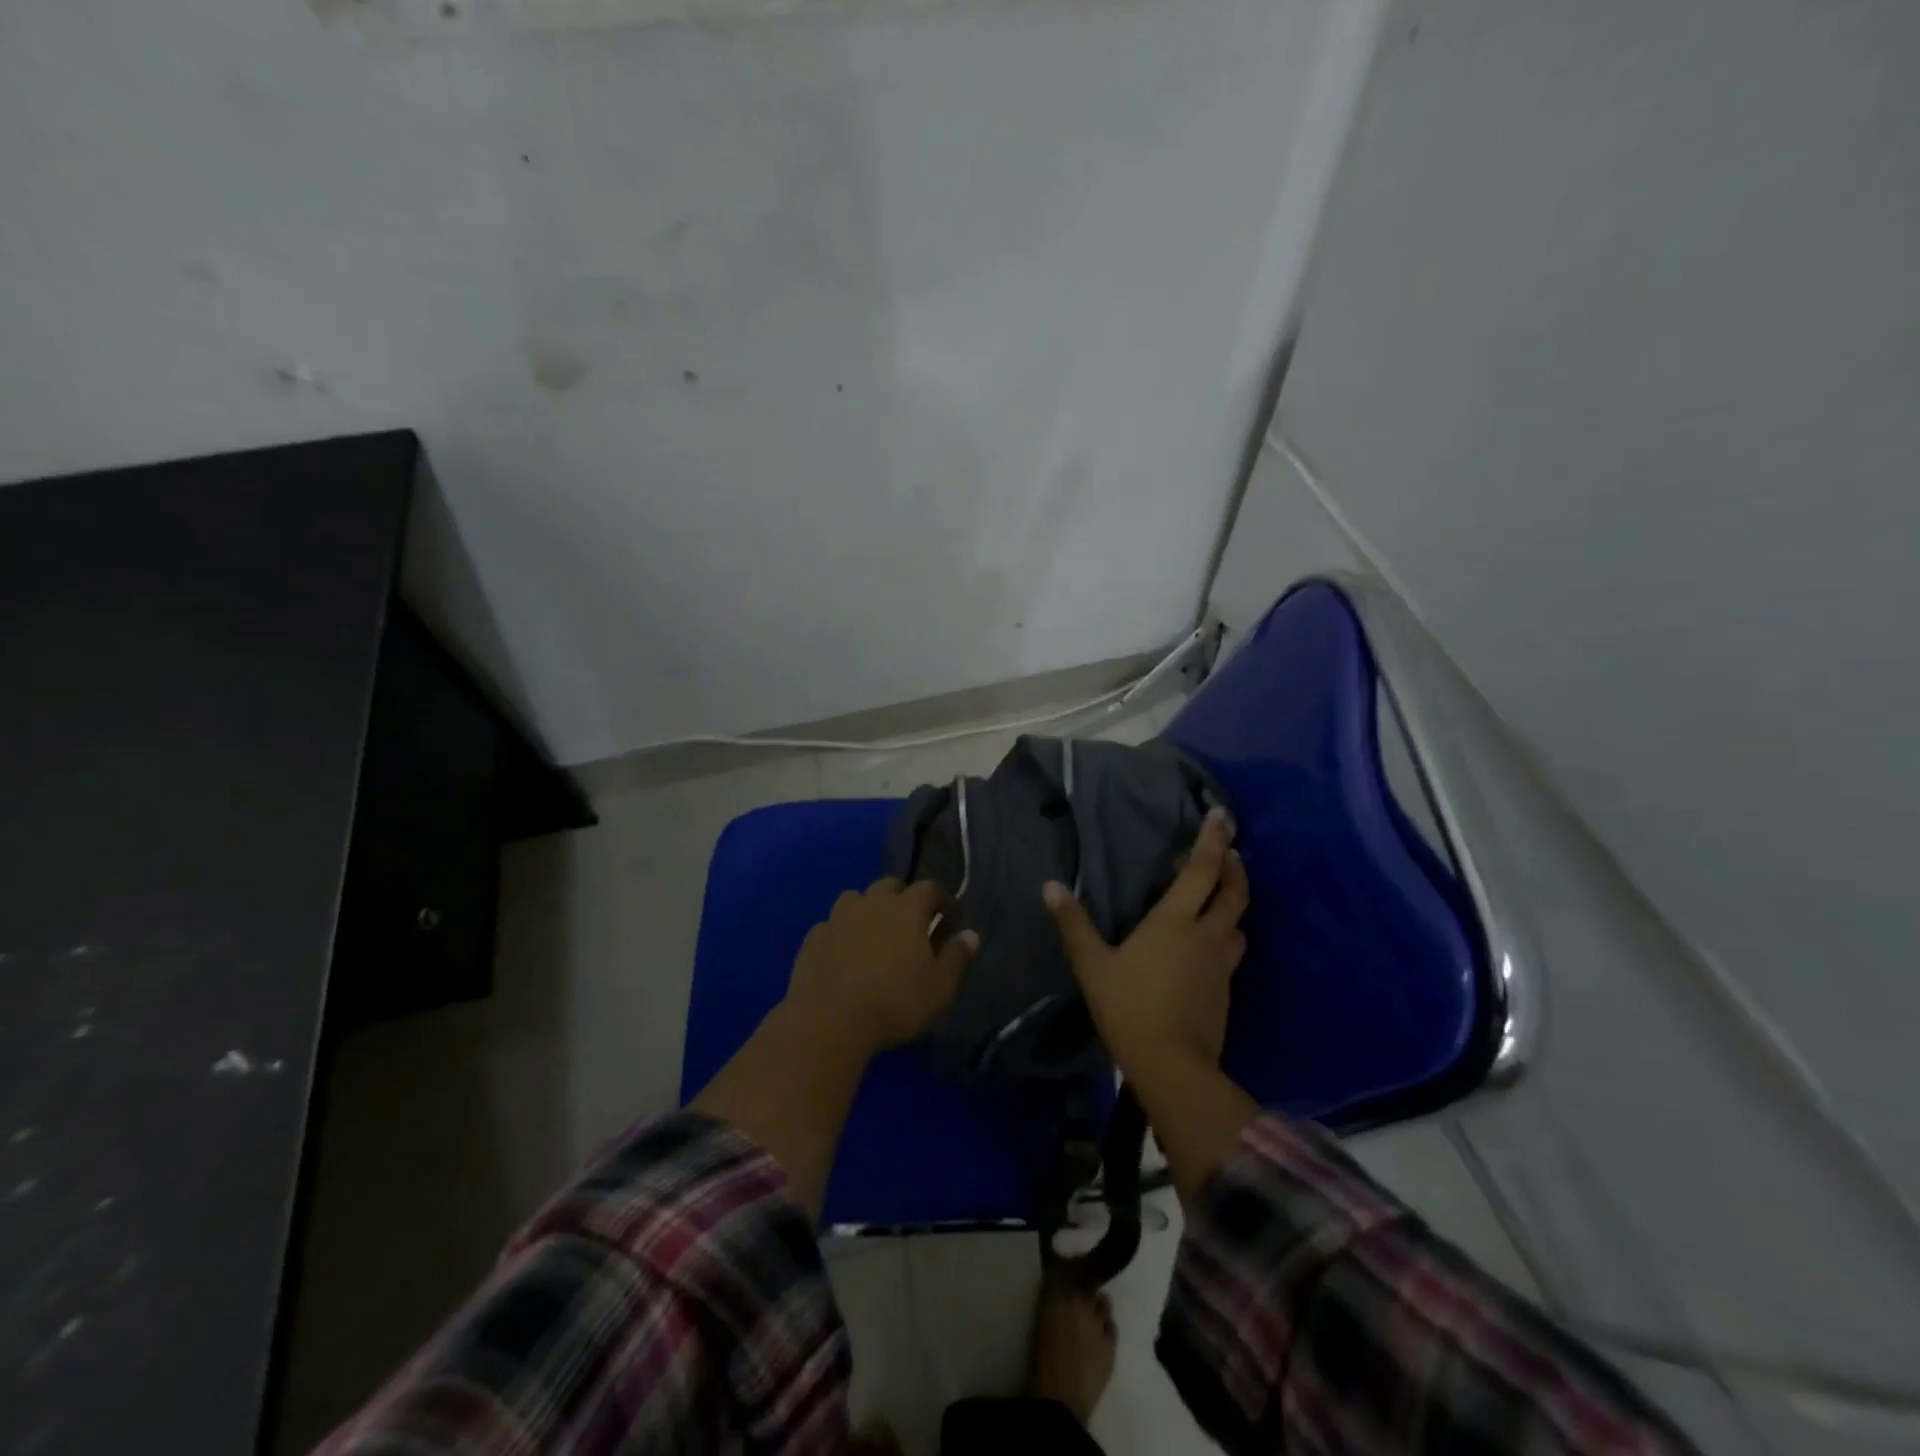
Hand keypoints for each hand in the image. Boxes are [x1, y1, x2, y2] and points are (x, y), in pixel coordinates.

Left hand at [784, 878, 976, 1060]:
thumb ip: (956, 957)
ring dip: (868, 909)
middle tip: (911, 922)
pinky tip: (844, 953)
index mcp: (906, 909)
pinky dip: (842, 932)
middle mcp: (871, 903)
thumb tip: (970, 934)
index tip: (949, 914)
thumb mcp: (939, 987)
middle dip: (903, 897)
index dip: (941, 898)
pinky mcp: (812, 938)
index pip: (928, 888)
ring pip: (856, 899)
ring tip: (875, 933)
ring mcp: (838, 918)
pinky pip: (832, 924)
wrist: (828, 1021)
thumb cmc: (894, 1002)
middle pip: (889, 886)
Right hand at [1043, 809, 1247, 1081]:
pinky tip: (1210, 947)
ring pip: (1239, 925)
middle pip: (1234, 894)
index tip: (1222, 816)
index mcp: (1176, 921)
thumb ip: (1073, 924)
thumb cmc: (1129, 1007)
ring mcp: (1221, 965)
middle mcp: (1206, 935)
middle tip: (1231, 853)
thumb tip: (1050, 886)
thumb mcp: (1093, 965)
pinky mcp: (1226, 992)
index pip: (1202, 870)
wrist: (1172, 1066)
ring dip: (1235, 905)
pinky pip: (1232, 953)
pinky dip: (1227, 938)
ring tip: (1222, 899)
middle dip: (1235, 869)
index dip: (1213, 841)